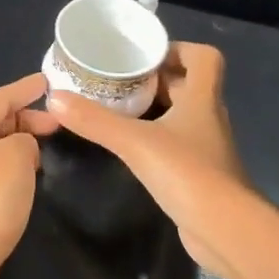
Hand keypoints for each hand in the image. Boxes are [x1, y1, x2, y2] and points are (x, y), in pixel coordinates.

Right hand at [47, 44, 249, 277]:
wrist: (224, 229)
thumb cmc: (187, 173)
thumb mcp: (134, 142)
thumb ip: (95, 120)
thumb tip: (54, 97)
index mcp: (203, 98)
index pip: (205, 58)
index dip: (179, 49)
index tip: (145, 57)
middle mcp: (209, 117)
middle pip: (188, 85)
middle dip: (155, 79)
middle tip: (118, 81)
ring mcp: (207, 147)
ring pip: (182, 115)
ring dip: (155, 109)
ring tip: (118, 108)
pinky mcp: (201, 174)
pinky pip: (178, 144)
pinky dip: (157, 138)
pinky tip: (131, 147)